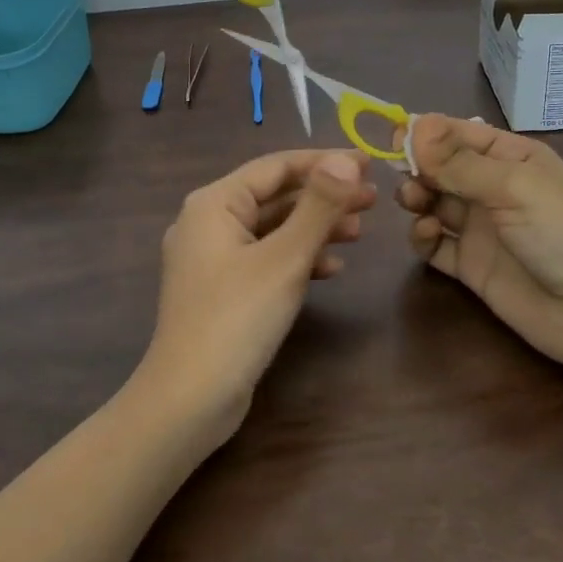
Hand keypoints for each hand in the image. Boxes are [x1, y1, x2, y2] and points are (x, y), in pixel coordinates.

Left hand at [143, 149, 376, 444]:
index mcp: (214, 204)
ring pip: (272, 229)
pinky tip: (332, 269)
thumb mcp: (284, 259)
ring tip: (360, 231)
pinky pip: (265, 259)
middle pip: (275, 197)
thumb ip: (317, 206)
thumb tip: (346, 160)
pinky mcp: (222, 290)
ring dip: (315, 228)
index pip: (276, 167)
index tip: (369, 163)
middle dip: (324, 197)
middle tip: (373, 198)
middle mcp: (208, 222)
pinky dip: (297, 258)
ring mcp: (212, 259)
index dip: (324, 161)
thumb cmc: (236, 320)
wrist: (189, 400)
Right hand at [395, 116, 562, 398]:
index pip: (456, 133)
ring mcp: (480, 228)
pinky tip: (429, 235)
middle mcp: (491, 187)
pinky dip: (423, 236)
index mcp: (509, 157)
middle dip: (417, 166)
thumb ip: (459, 162)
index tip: (390, 137)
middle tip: (404, 176)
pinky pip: (434, 244)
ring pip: (432, 202)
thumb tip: (412, 126)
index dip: (423, 133)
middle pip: (439, 167)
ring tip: (416, 204)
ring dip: (416, 198)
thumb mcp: (513, 187)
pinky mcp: (470, 265)